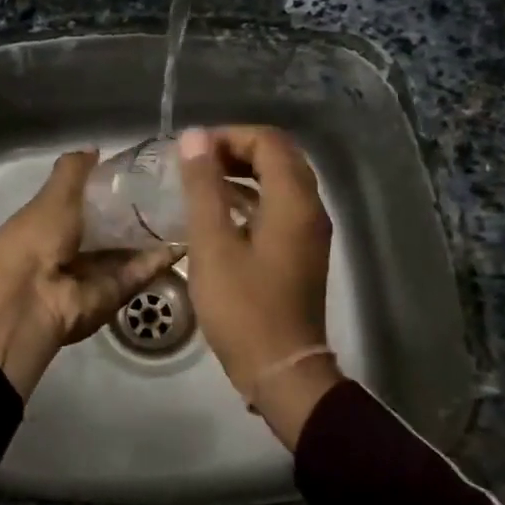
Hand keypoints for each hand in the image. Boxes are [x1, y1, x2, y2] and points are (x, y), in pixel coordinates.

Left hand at [0, 150, 179, 398]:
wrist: (31, 298)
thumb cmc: (36, 237)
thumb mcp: (53, 195)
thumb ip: (73, 171)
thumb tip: (94, 149)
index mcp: (52, 223)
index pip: (87, 202)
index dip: (111, 187)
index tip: (143, 170)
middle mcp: (73, 248)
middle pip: (112, 229)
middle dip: (139, 212)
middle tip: (175, 189)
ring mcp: (94, 274)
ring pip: (130, 251)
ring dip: (155, 234)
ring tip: (189, 208)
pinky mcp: (114, 293)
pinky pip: (140, 272)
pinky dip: (161, 258)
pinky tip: (188, 236)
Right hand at [178, 125, 342, 447]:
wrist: (281, 369)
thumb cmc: (243, 306)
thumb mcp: (212, 243)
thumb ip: (203, 186)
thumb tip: (195, 136)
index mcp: (293, 201)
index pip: (269, 141)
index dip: (229, 136)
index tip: (193, 151)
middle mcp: (310, 208)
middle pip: (279, 156)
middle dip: (237, 149)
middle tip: (197, 162)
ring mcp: (310, 231)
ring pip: (281, 181)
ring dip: (244, 172)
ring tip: (202, 181)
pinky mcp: (301, 250)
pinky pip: (280, 205)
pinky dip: (252, 196)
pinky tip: (220, 211)